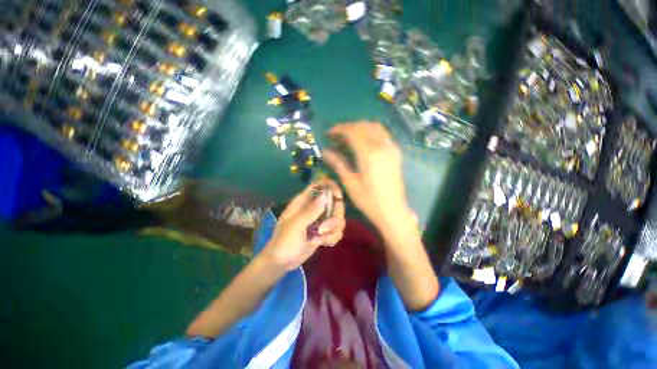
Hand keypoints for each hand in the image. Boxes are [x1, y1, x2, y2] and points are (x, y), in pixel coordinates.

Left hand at [261, 179, 345, 270]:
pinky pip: (337, 231)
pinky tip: (322, 243)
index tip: (337, 195)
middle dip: (335, 214)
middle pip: (335, 202)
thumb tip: (325, 195)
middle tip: (325, 225)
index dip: (330, 186)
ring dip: (333, 229)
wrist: (282, 262)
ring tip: (320, 237)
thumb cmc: (284, 241)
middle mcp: (315, 208)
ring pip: (338, 218)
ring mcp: (321, 220)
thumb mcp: (296, 225)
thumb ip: (311, 211)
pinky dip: (332, 238)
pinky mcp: (324, 232)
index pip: (319, 186)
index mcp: (304, 202)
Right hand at [323, 122, 415, 233]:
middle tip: (336, 135)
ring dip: (360, 127)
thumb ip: (338, 164)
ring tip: (348, 136)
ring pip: (375, 127)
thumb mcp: (350, 183)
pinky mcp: (395, 152)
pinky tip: (363, 141)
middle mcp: (382, 147)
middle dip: (348, 127)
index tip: (329, 133)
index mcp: (369, 155)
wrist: (393, 211)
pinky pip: (382, 134)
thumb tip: (325, 151)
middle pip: (364, 126)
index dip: (339, 129)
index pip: (353, 132)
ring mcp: (391, 148)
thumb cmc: (369, 200)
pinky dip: (370, 132)